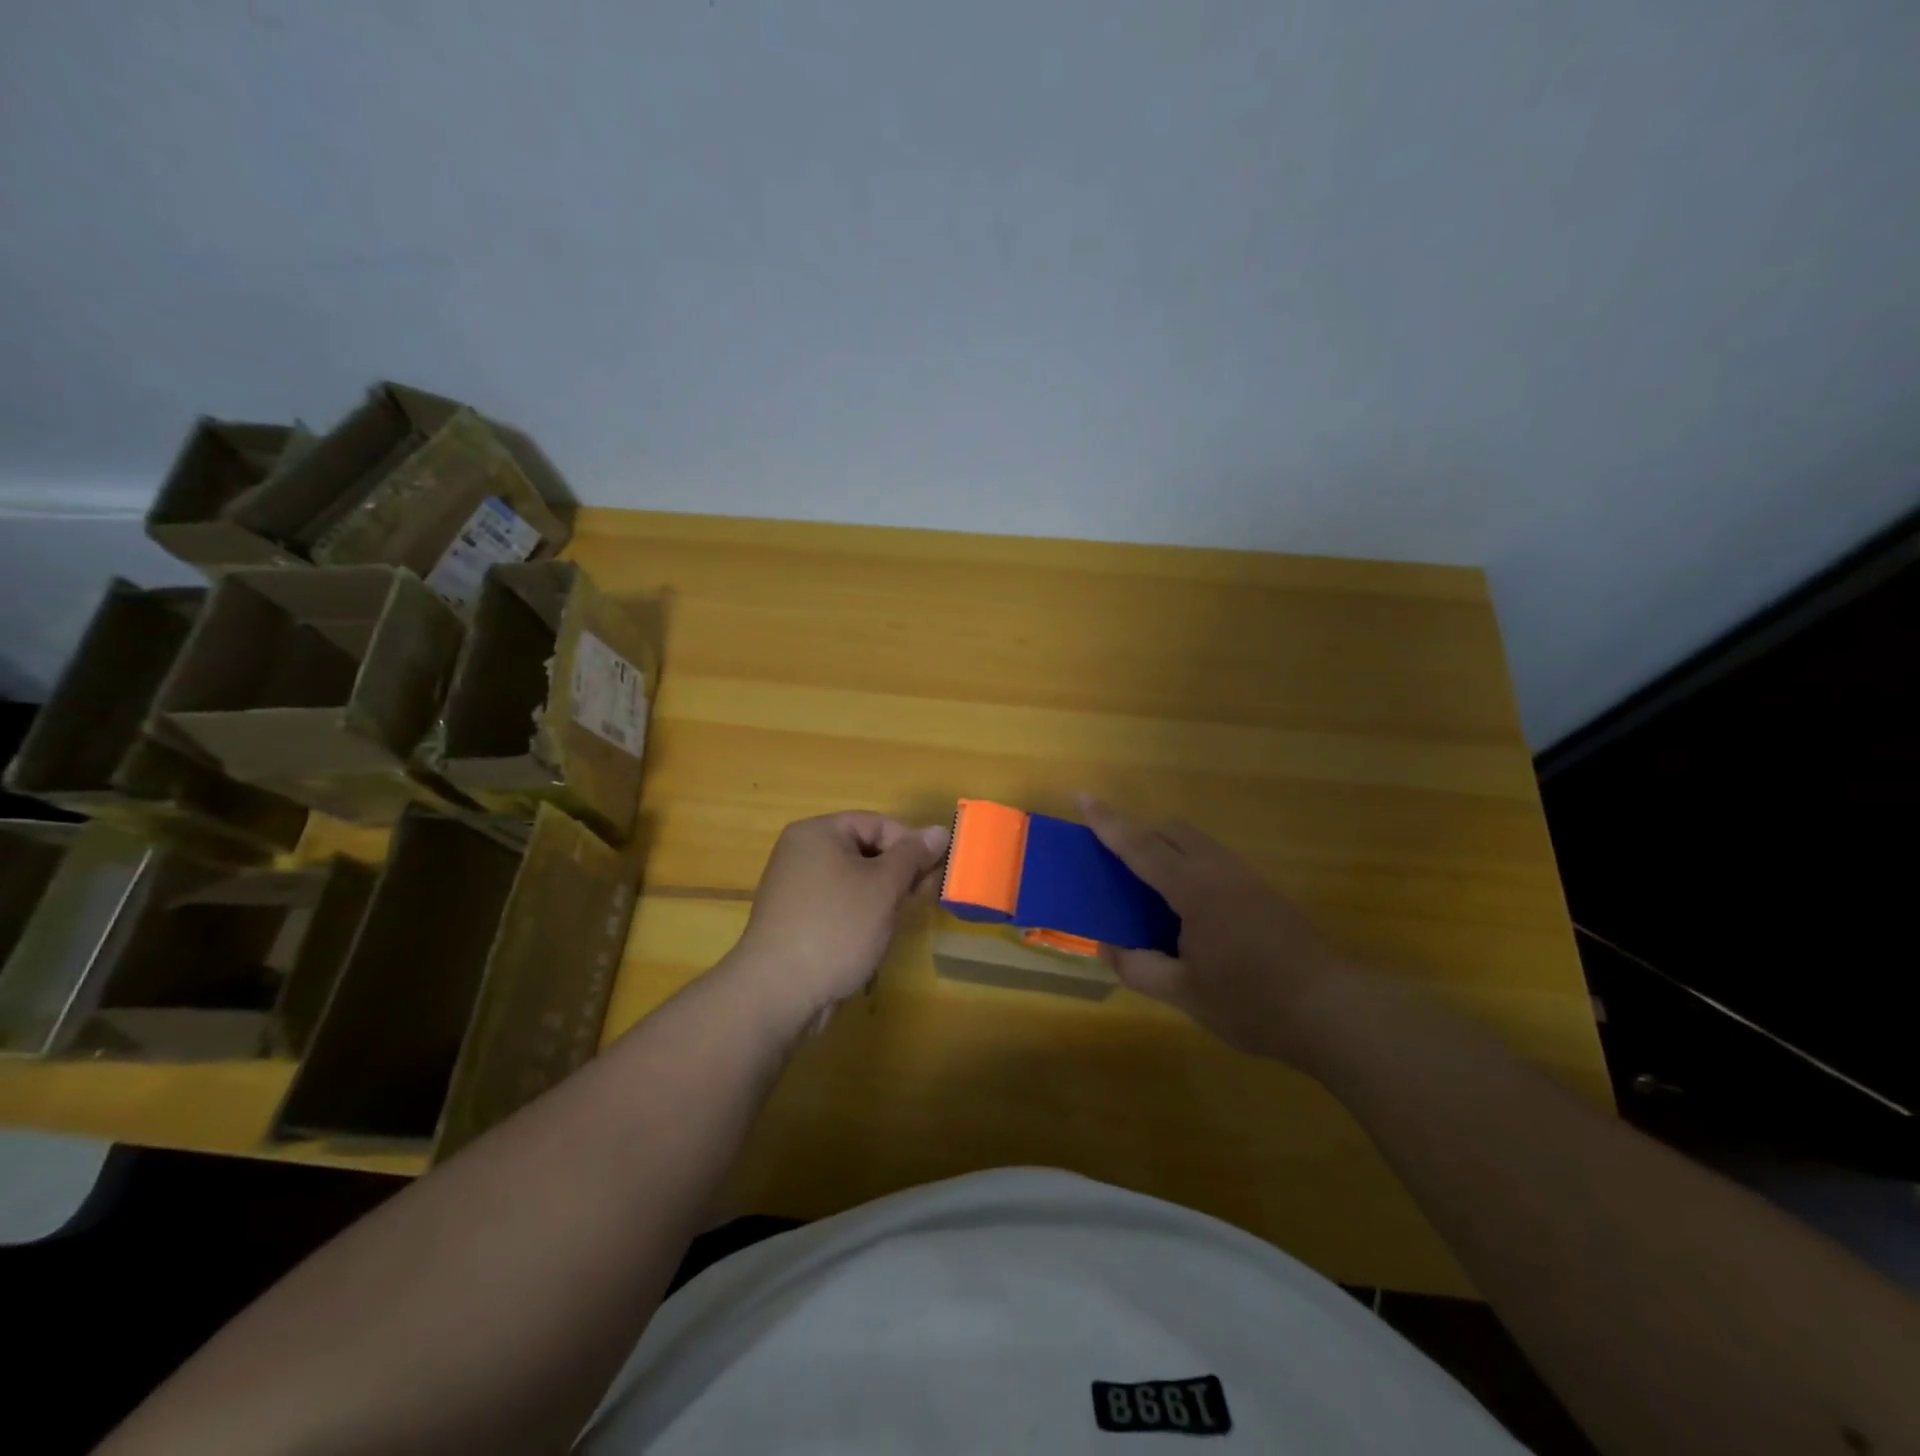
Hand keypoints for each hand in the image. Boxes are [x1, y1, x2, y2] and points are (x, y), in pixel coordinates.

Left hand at [726, 812, 949, 1037]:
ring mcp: (795, 887)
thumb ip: (913, 856)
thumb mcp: (883, 887)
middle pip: (865, 849)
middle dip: (898, 872)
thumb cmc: (835, 928)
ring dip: (882, 895)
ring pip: (854, 879)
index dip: (911, 845)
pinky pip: (838, 903)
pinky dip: (860, 913)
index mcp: (818, 832)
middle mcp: (802, 852)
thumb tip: (941, 831)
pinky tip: (873, 936)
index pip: (878, 823)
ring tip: (899, 920)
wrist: (777, 993)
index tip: (934, 874)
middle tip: (922, 898)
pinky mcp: (796, 918)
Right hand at [1080, 795, 1358, 1064]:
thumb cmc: (1253, 1003)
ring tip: (1149, 890)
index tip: (1083, 797)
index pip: (1141, 846)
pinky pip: (1214, 860)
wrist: (1335, 1011)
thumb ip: (1140, 968)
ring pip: (1196, 843)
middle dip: (1138, 833)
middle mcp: (1220, 872)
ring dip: (1166, 849)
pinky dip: (1189, 866)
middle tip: (1114, 863)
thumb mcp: (1186, 994)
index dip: (1109, 823)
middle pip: (1171, 831)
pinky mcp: (1264, 892)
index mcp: (1195, 890)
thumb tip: (1108, 948)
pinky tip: (1189, 910)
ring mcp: (1246, 878)